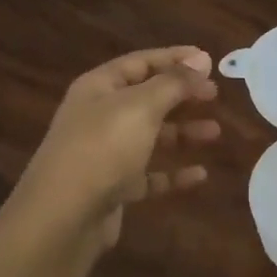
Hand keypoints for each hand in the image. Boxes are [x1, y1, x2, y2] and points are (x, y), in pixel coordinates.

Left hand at [13, 46, 220, 256]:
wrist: (62, 218)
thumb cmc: (102, 149)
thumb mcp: (141, 107)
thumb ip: (174, 82)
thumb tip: (201, 58)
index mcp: (99, 88)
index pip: (141, 62)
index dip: (174, 58)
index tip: (209, 60)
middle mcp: (99, 116)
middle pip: (147, 98)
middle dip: (181, 95)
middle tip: (215, 95)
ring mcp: (105, 154)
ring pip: (151, 136)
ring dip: (183, 133)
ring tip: (215, 133)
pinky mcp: (113, 188)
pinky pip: (149, 175)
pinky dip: (174, 173)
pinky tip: (200, 175)